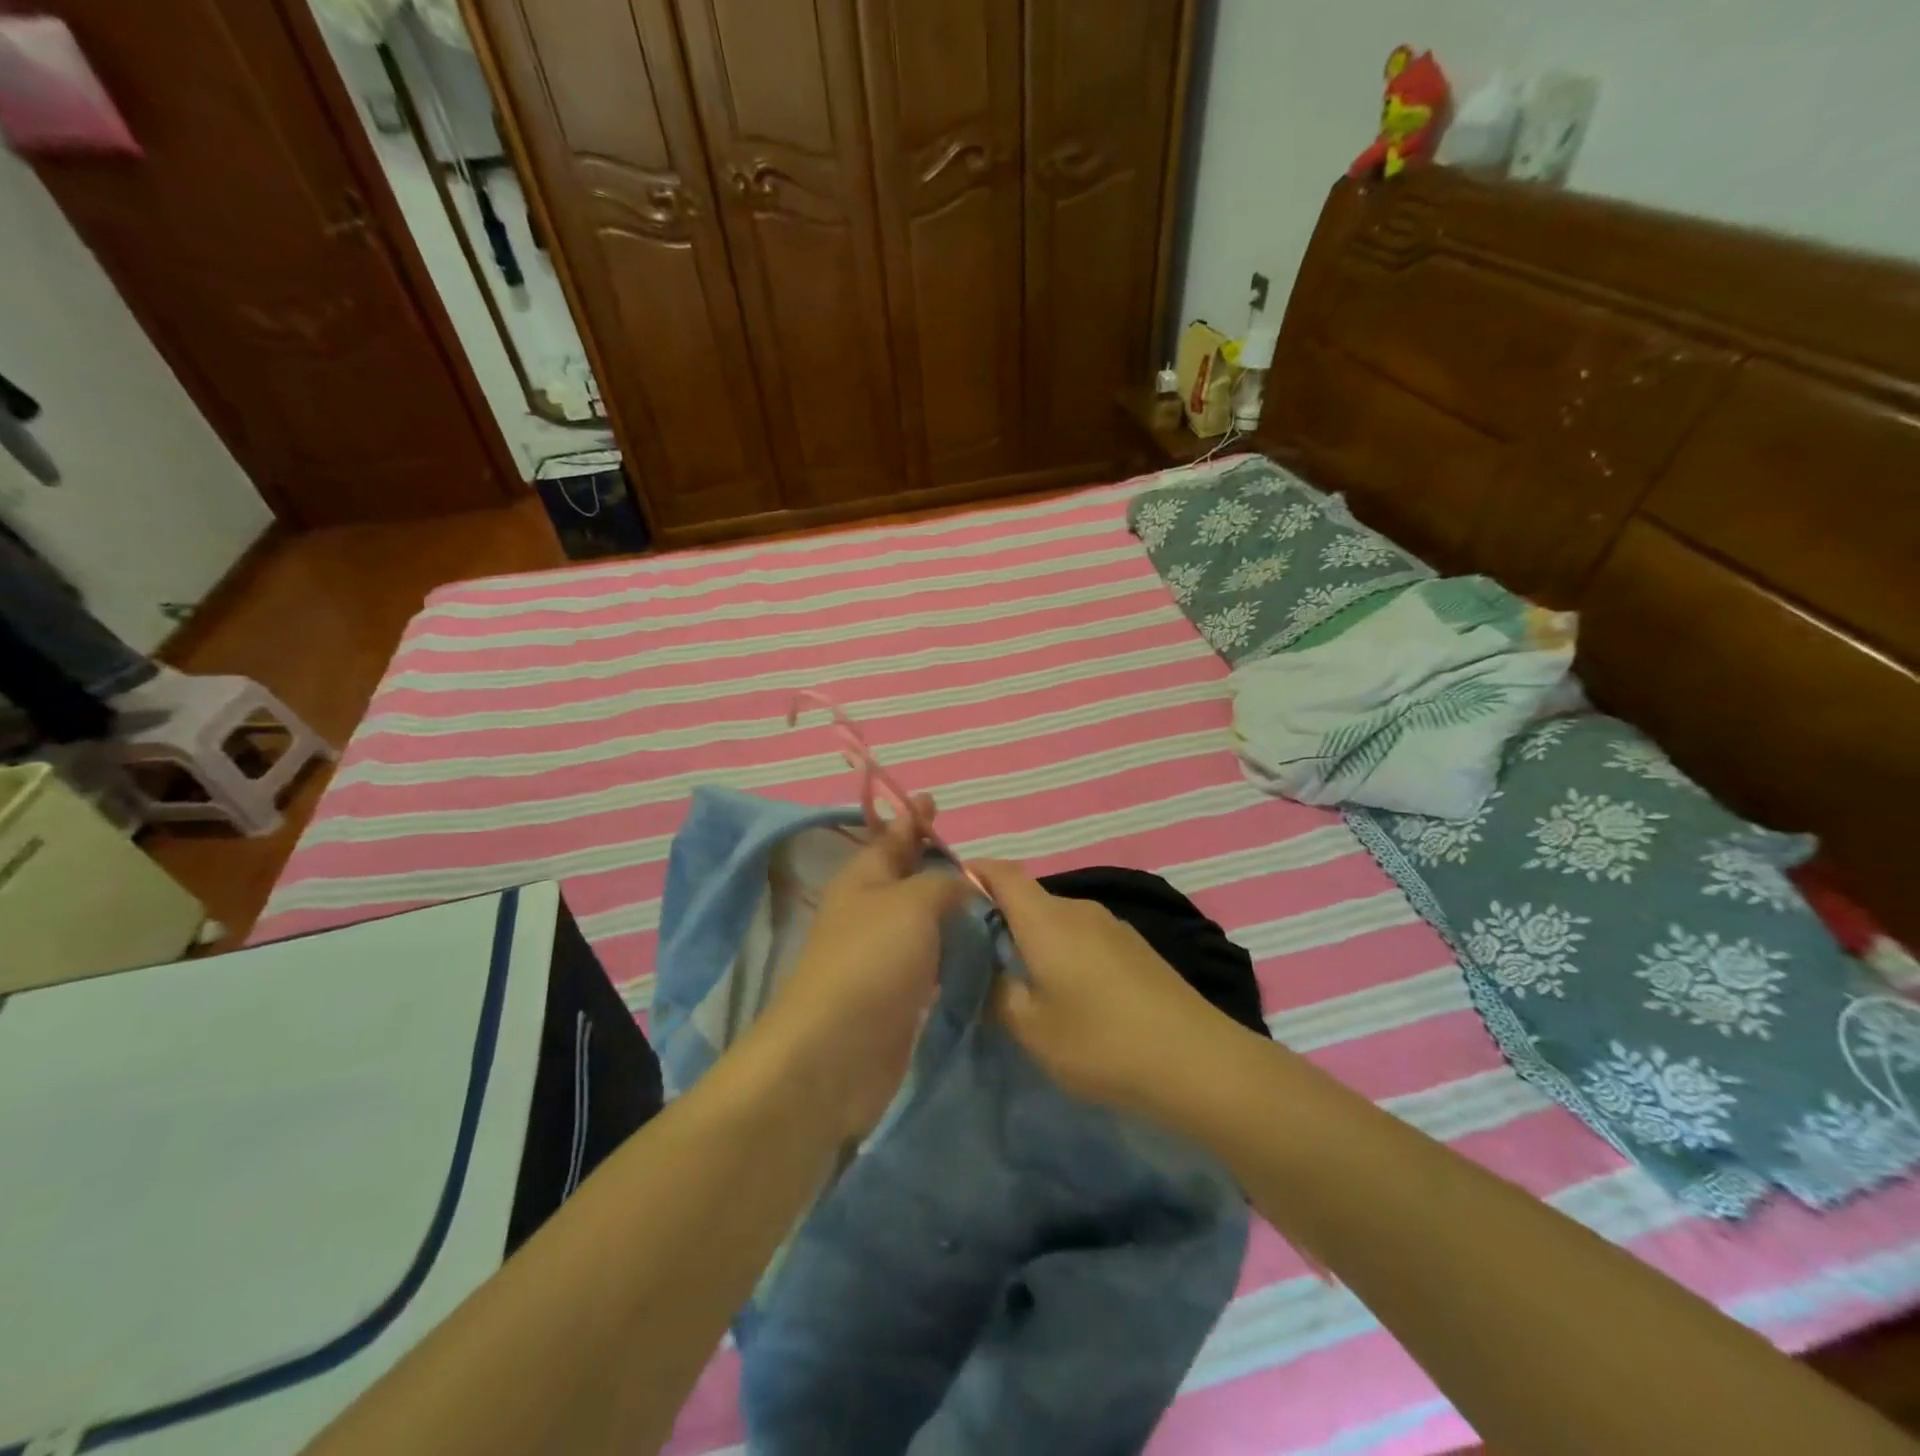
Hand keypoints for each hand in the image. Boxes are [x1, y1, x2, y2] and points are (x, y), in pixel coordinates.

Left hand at [756, 795, 969, 1138]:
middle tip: (980, 853)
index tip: (933, 800)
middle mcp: (872, 911)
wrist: (837, 1051)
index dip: (913, 818)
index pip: (892, 836)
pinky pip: (931, 959)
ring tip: (990, 895)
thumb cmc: (872, 960)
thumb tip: (964, 881)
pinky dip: (952, 948)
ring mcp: (884, 955)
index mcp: (864, 879)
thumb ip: (943, 883)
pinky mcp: (899, 994)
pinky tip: (980, 946)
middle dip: (937, 861)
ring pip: (923, 919)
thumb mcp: (912, 902)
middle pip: (908, 876)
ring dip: (950, 907)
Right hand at [974, 860, 1244, 1119]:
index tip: (946, 895)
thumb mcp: (1031, 1029)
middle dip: (998, 918)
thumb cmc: (1101, 1042)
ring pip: (1056, 919)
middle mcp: (1078, 909)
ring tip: (1018, 981)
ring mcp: (1111, 925)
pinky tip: (1066, 993)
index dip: (971, 873)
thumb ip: (996, 993)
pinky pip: (1082, 936)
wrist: (1197, 1062)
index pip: (1000, 872)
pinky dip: (1062, 951)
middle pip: (1027, 897)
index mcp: (1046, 918)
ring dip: (1032, 939)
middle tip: (975, 957)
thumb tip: (985, 972)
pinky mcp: (1135, 947)